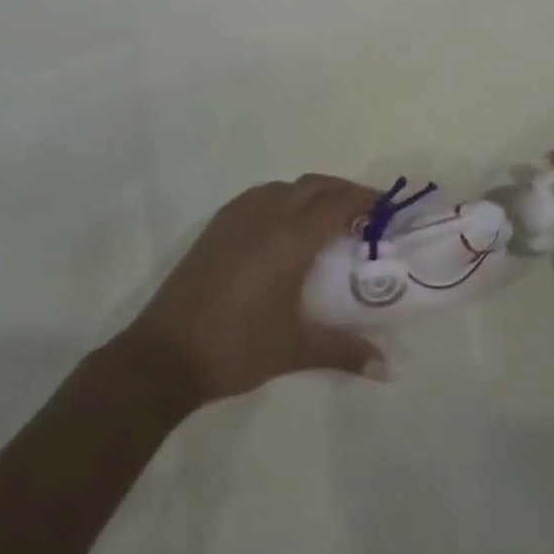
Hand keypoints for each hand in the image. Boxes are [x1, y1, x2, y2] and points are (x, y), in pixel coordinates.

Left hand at [126, 176, 388, 407]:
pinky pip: (261, 195)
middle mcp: (268, 214)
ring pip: (286, 186)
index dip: (366, 199)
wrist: (165, 354)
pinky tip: (284, 225)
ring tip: (326, 217)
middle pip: (315, 186)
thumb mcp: (296, 348)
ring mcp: (239, 216)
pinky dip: (284, 197)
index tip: (386, 208)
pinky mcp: (218, 225)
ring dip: (312, 192)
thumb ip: (345, 350)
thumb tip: (388, 368)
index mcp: (292, 237)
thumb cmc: (237, 346)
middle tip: (364, 211)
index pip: (338, 203)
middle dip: (343, 191)